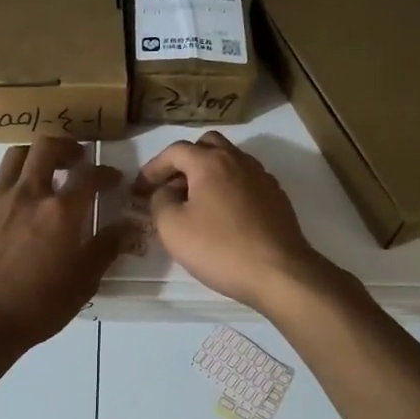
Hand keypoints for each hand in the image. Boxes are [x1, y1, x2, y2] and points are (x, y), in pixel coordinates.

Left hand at [0, 138, 124, 359]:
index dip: (105, 172)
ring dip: (36, 156)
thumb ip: (106, 248)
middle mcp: (29, 194)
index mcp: (61, 211)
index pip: (89, 175)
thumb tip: (128, 227)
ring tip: (45, 171)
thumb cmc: (38, 306)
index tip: (112, 179)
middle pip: (47, 147)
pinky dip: (10, 178)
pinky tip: (16, 196)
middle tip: (77, 160)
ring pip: (16, 154)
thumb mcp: (83, 282)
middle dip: (67, 147)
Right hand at [132, 132, 327, 312]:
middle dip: (184, 161)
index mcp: (210, 162)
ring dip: (208, 174)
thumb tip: (165, 192)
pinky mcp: (277, 197)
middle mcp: (238, 160)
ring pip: (230, 161)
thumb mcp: (172, 227)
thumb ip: (160, 201)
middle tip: (170, 187)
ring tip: (195, 202)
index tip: (140, 189)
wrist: (279, 272)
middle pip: (207, 146)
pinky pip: (245, 181)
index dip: (153, 167)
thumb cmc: (219, 248)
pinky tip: (223, 215)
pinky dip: (228, 188)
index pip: (175, 151)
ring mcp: (262, 177)